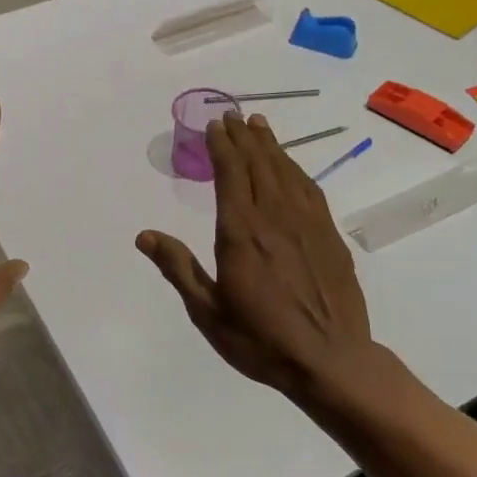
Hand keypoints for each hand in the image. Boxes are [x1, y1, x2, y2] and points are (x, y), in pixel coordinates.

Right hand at [136, 112, 372, 403]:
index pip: (230, 174)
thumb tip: (145, 235)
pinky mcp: (329, 235)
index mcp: (241, 232)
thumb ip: (179, 268)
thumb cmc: (261, 340)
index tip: (214, 125)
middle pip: (258, 164)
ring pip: (286, 172)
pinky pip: (309, 190)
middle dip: (244, 137)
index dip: (222, 146)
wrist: (331, 360)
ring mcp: (307, 224)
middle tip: (234, 115)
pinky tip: (290, 167)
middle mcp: (275, 217)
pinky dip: (295, 170)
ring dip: (271, 146)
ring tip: (259, 125)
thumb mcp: (208, 312)